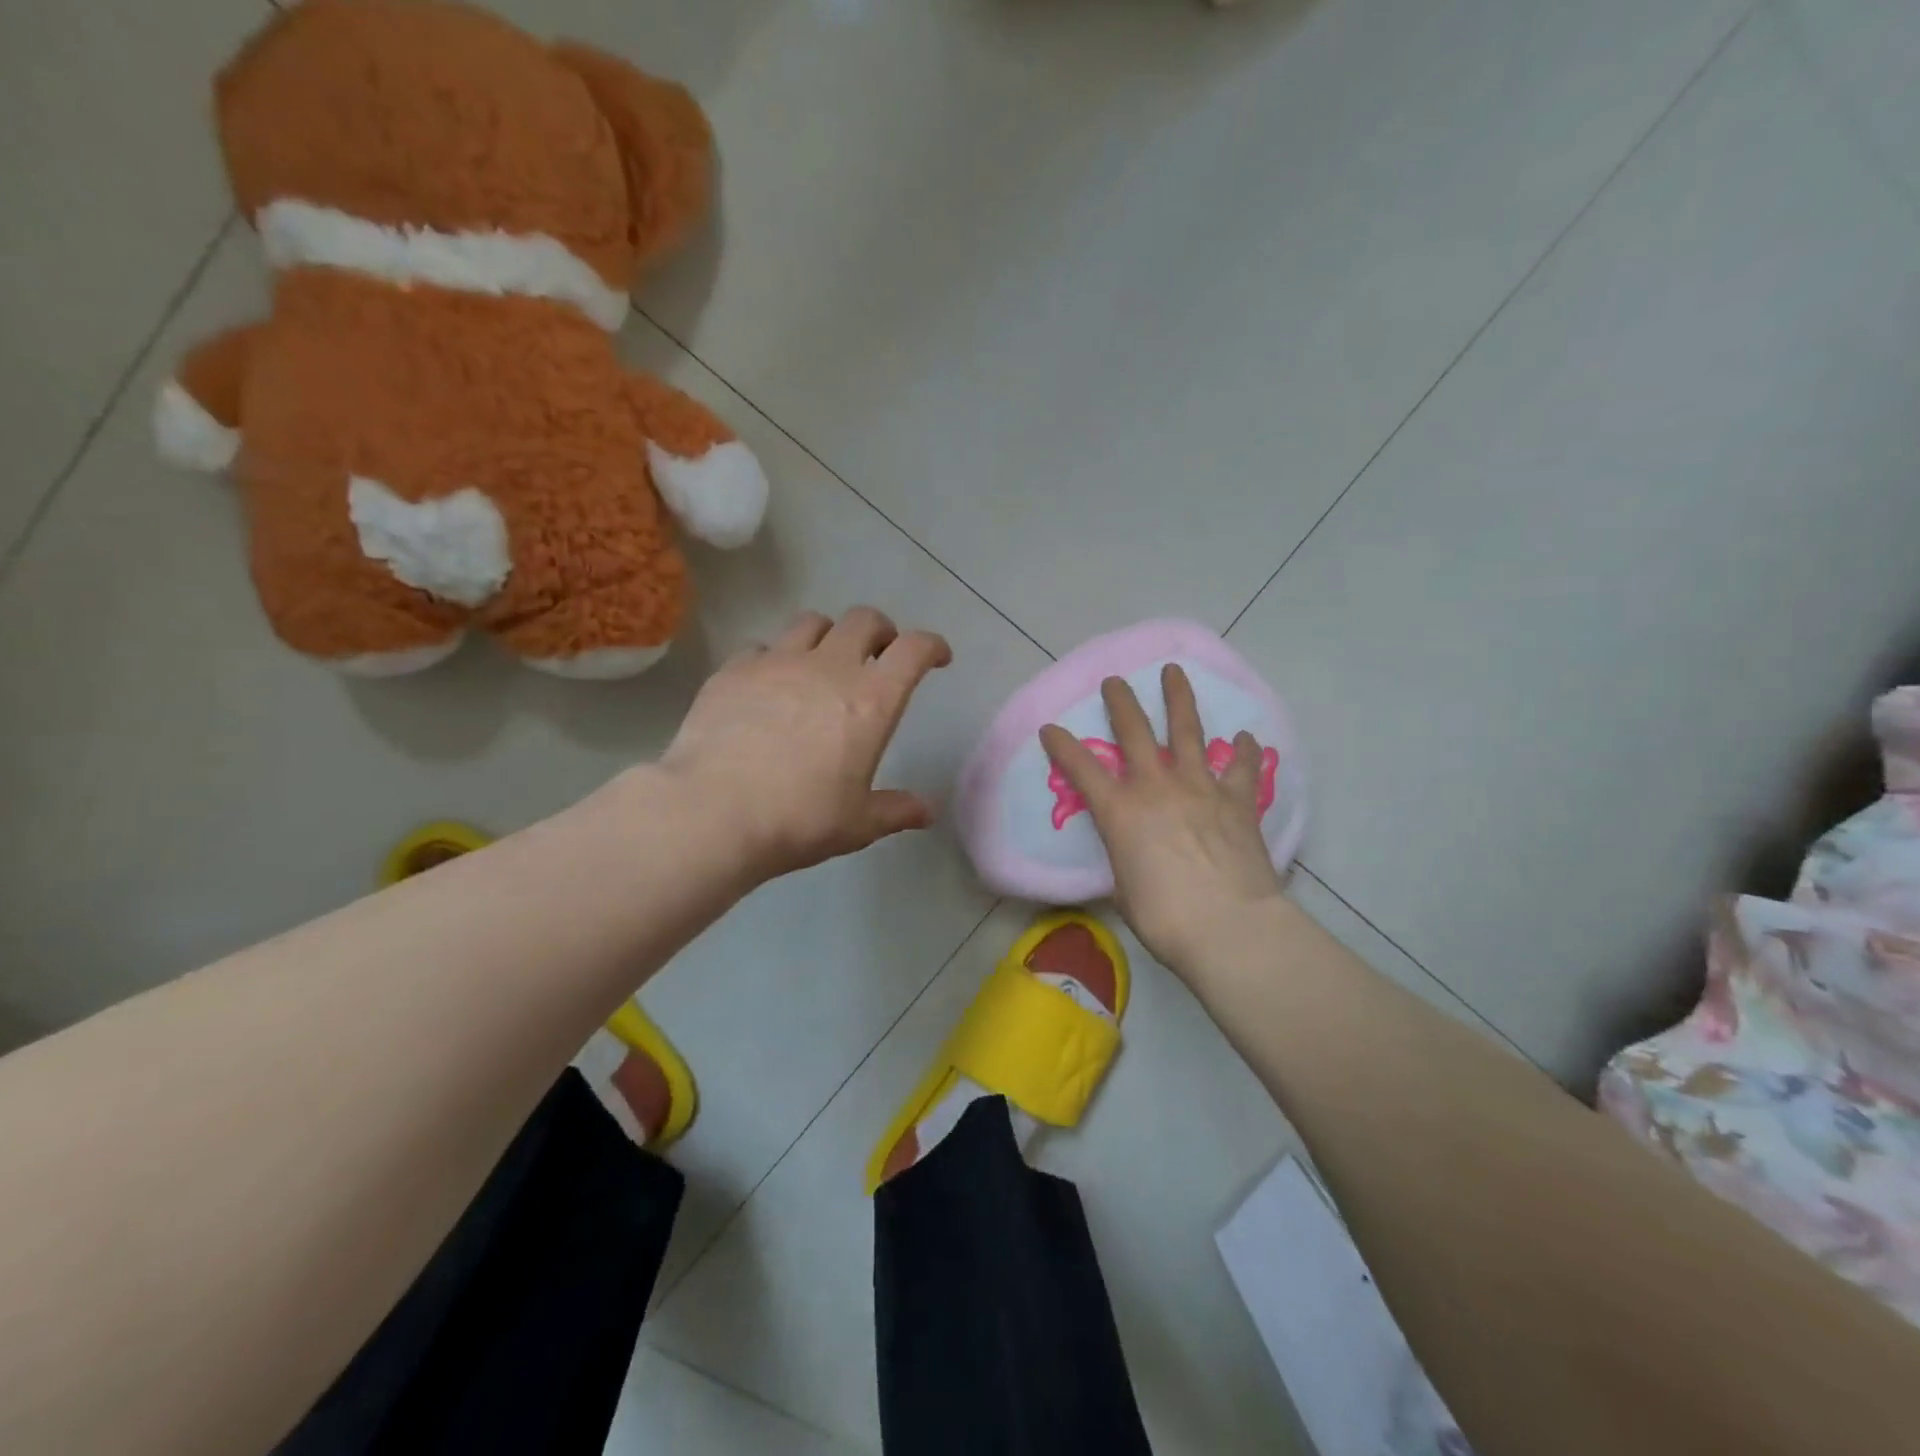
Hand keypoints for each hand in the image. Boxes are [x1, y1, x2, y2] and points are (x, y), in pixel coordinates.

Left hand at [659, 607, 952, 880]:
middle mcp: (829, 667)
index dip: (932, 646)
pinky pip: (762, 646)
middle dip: (881, 631)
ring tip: (823, 662)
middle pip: (864, 620)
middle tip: (879, 656)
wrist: (713, 812)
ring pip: (812, 622)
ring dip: (829, 636)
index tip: (937, 657)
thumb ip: (895, 811)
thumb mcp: (857, 824)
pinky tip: (768, 686)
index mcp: (871, 700)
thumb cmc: (799, 819)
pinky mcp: (734, 670)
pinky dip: (775, 658)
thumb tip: (926, 812)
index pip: (914, 650)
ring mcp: (777, 662)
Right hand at [1040, 665, 1284, 974]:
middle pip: (1134, 731)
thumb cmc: (1165, 918)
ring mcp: (1200, 788)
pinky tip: (1245, 737)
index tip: (1050, 727)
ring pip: (1187, 731)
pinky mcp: (1237, 800)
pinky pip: (1241, 767)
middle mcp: (1156, 787)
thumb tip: (1134, 861)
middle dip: (1120, 702)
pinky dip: (1243, 751)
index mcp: (1120, 811)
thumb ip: (1126, 863)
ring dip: (1178, 698)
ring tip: (1173, 672)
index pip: (1081, 769)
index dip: (1062, 746)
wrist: (1229, 926)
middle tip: (1114, 680)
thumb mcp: (1126, 891)